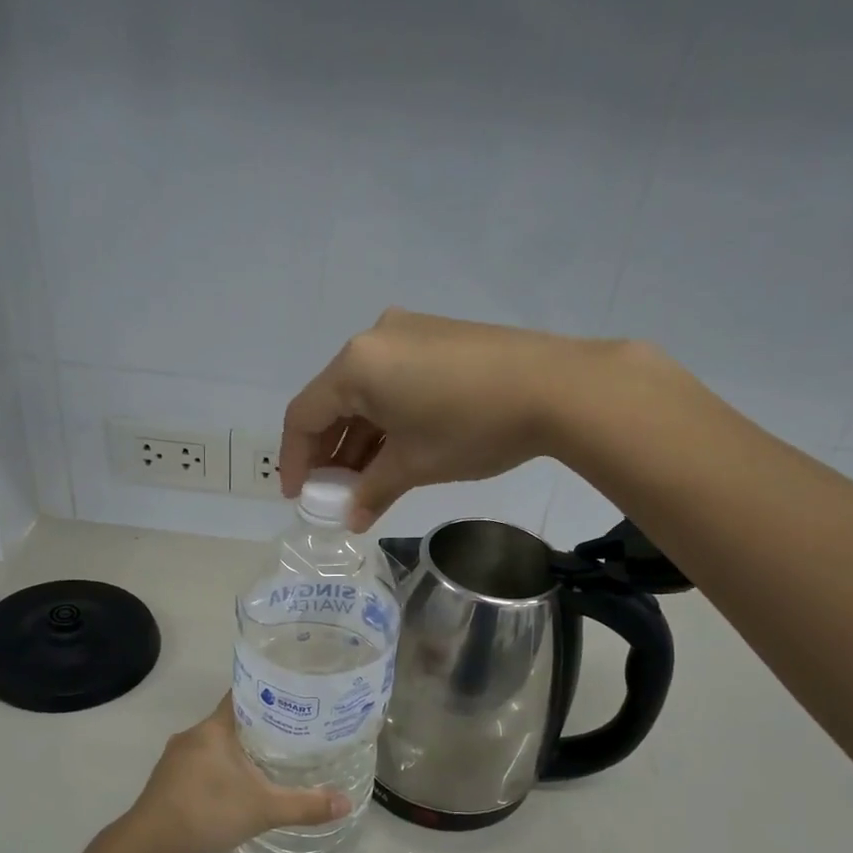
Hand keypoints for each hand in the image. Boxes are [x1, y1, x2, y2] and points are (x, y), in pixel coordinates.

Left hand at [118, 697, 350, 852]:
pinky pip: (200, 764)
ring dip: (237, 750)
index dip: (267, 693)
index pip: (242, 695)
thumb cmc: (206, 812)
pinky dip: (220, 768)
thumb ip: (305, 805)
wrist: (148, 846)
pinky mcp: (167, 781)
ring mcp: (175, 759)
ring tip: (270, 759)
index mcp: (213, 728)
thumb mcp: (263, 809)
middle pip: (230, 720)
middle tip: (293, 733)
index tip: (293, 697)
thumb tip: (347, 803)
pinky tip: (236, 786)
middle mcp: (192, 735)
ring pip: (214, 744)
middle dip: (259, 725)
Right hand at [279, 308, 646, 530]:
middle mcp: (373, 339)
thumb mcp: (415, 464)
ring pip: (366, 392)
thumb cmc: (472, 427)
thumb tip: (352, 519)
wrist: (558, 387)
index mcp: (356, 365)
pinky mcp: (437, 337)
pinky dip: (387, 418)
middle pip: (333, 401)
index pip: (304, 416)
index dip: (295, 460)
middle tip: (334, 493)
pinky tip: (396, 450)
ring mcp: (408, 333)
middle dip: (330, 452)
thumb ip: (373, 491)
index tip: (299, 497)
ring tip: (366, 481)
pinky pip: (394, 380)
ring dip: (360, 438)